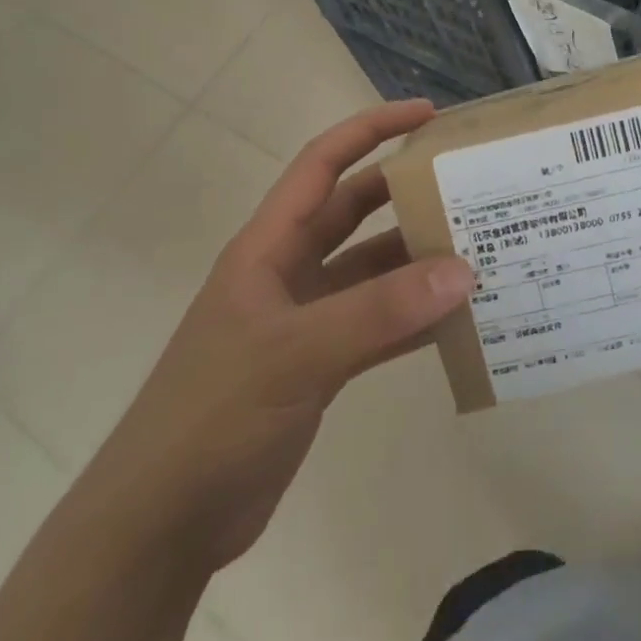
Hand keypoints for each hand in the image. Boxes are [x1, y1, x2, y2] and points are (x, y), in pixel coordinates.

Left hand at [74, 100, 474, 571]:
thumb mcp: (296, 354)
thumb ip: (380, 312)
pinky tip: (458, 321)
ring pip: (372, 272)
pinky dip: (414, 319)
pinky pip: (378, 325)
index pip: (323, 164)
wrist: (161, 526)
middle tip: (468, 185)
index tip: (428, 115)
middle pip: (355, 212)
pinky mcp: (320, 365)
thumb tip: (463, 270)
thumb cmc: (213, 417)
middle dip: (407, 193)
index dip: (372, 130)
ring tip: (480, 252)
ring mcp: (306, 320)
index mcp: (269, 247)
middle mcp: (289, 272)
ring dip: (418, 262)